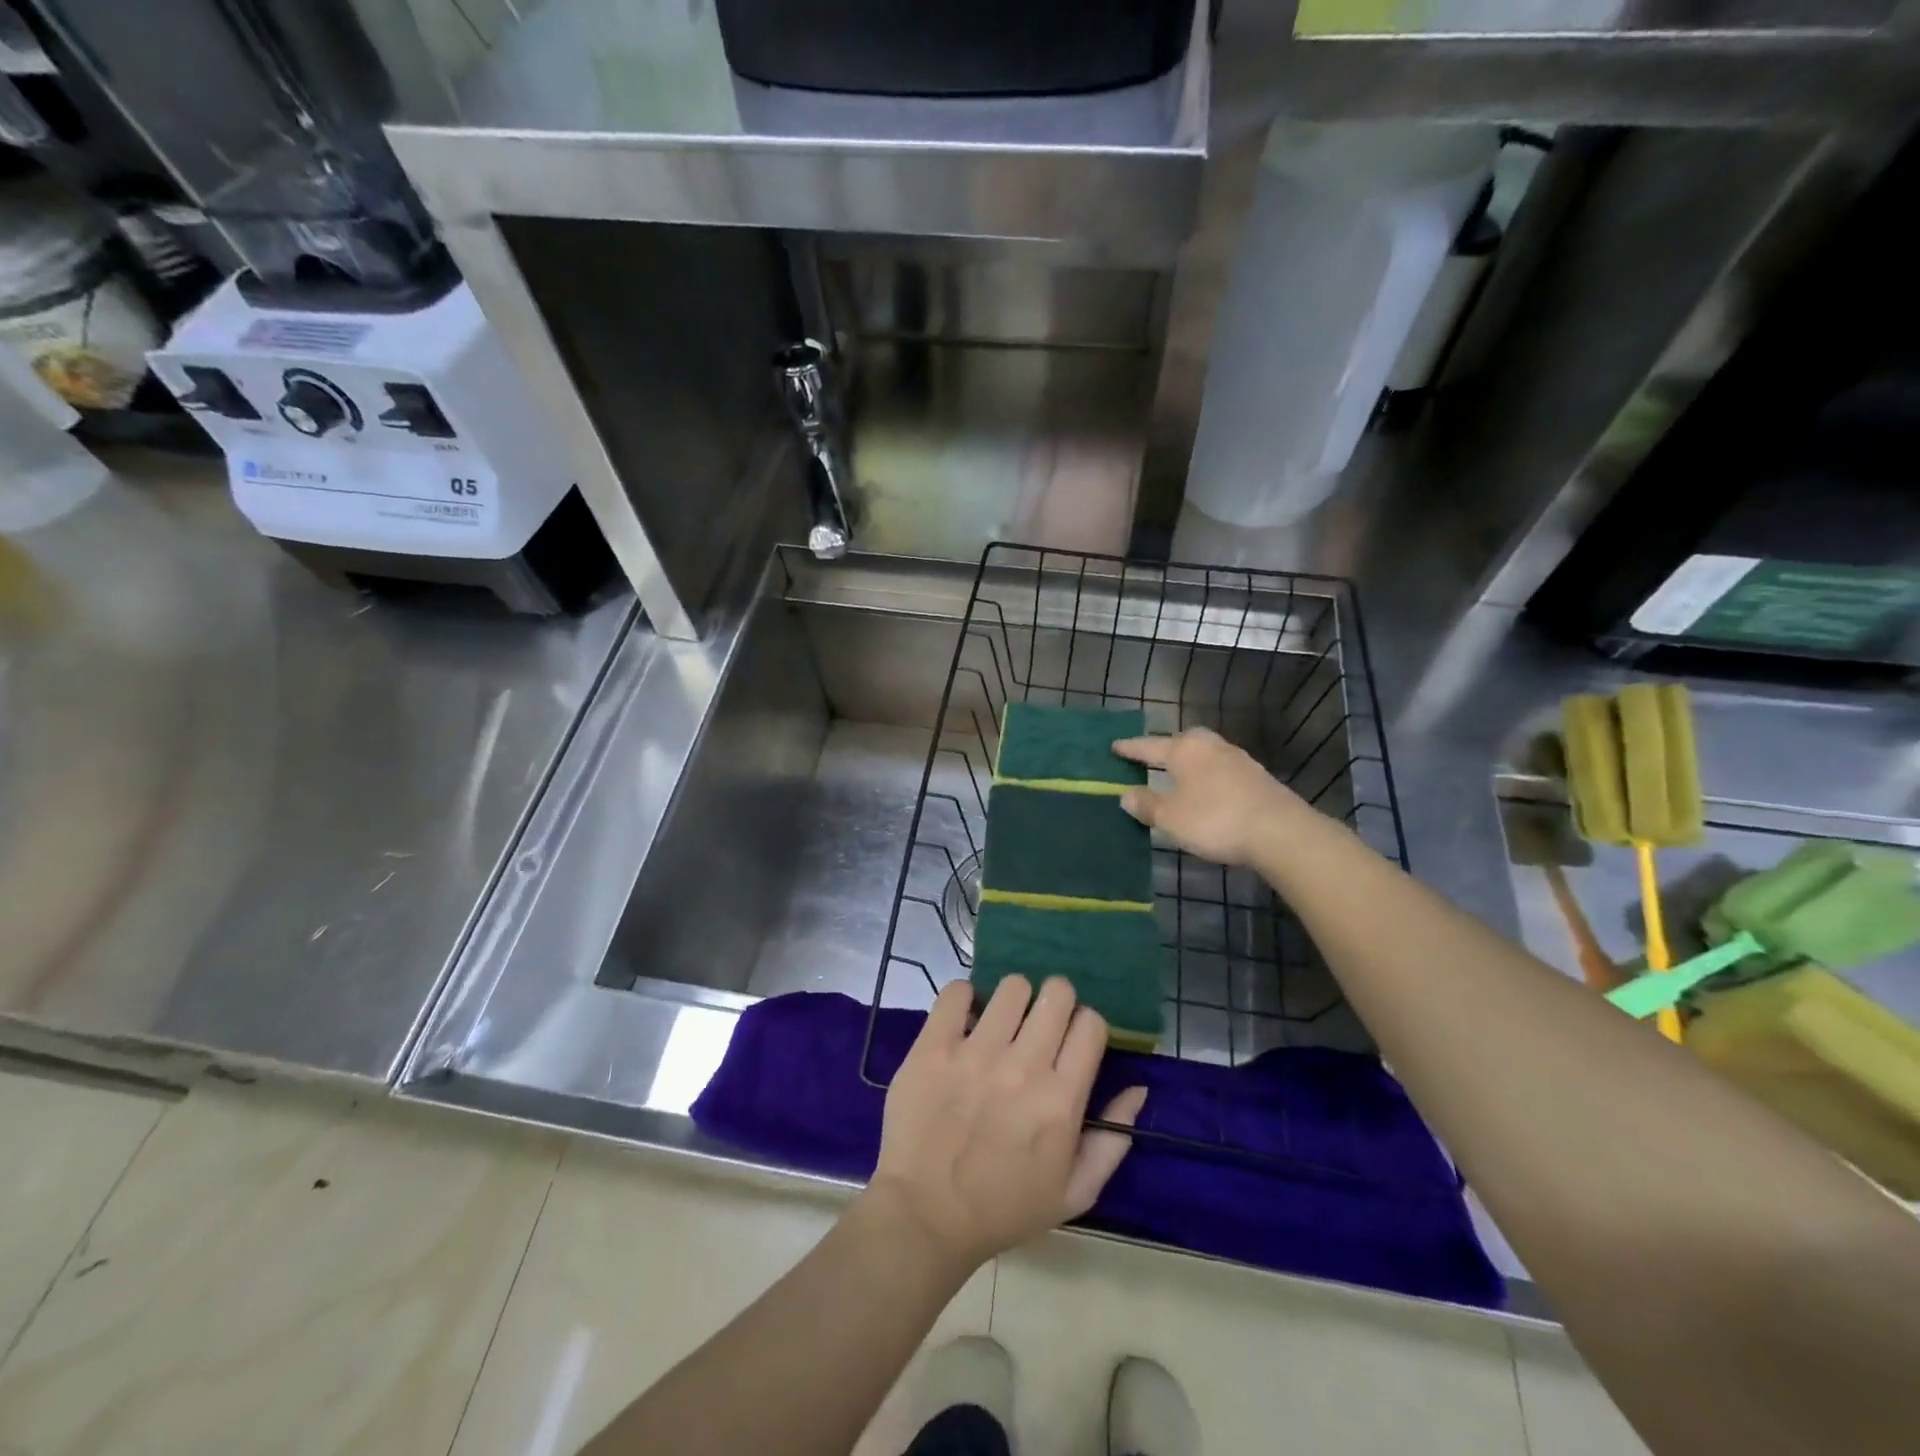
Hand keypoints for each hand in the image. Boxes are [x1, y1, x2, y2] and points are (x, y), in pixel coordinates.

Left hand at [869, 976, 1146, 1272]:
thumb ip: (1112, 1142)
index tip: (1072, 1040)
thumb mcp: (1074, 1193)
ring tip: (1001, 1023)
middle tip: (1039, 1024)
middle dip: (1055, 1001)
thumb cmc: (1004, 1209)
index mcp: (1061, 1100)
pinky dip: (964, 998)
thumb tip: (1138, 1088)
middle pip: (1056, 993)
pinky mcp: (933, 1047)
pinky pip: (956, 992)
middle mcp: (1023, 1067)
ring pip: (1012, 986)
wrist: (925, 1218)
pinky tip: (963, 1021)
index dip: (1086, 1025)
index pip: (1091, 1023)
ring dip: (1013, 1000)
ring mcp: (975, 1053)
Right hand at [1113, 728, 1305, 867]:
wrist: (1280, 831)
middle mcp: (1211, 746)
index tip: (1115, 746)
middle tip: (1152, 757)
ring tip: (1178, 774)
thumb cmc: (1215, 819)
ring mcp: (1238, 759)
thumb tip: (1126, 794)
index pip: (1150, 746)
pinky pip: (1221, 769)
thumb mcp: (1170, 817)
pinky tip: (1207, 789)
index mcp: (1185, 750)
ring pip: (1205, 754)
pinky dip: (1208, 776)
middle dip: (1166, 748)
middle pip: (1182, 741)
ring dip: (1190, 762)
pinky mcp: (1257, 777)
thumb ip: (1146, 804)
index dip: (1130, 749)